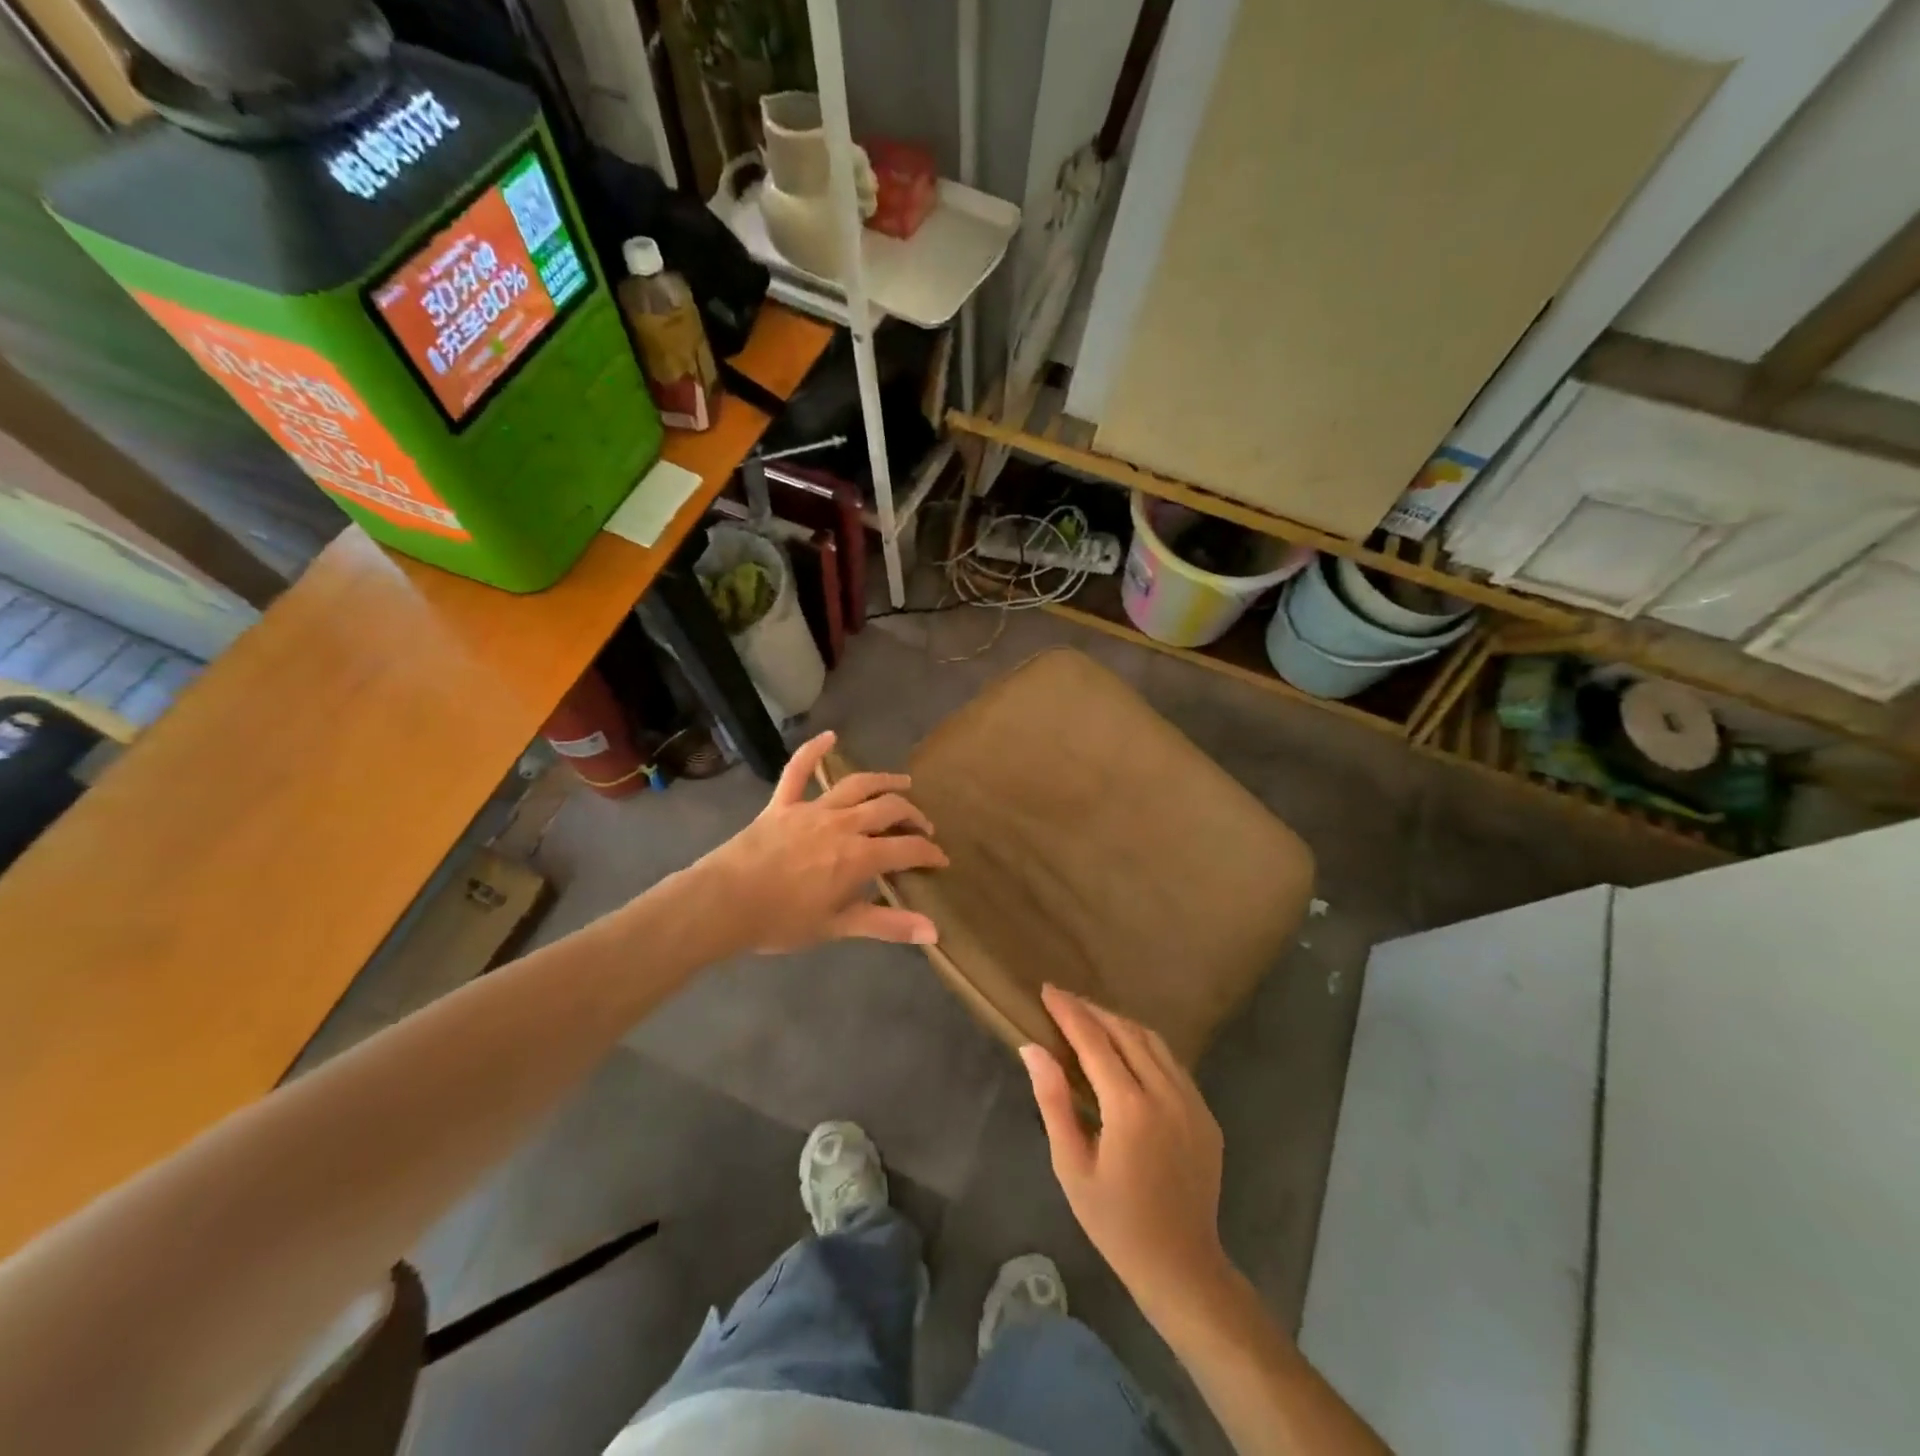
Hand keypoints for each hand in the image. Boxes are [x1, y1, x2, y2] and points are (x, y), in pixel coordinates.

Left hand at [696, 730, 947, 953]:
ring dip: (884, 781)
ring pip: (856, 785)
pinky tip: (829, 736)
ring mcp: (811, 809)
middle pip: (888, 809)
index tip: (941, 860)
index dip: (929, 853)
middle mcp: (842, 825)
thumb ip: (888, 925)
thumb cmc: (781, 921)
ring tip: (903, 783)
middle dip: (913, 816)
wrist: (723, 904)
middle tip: (923, 827)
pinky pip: (798, 771)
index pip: (907, 849)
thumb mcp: (838, 927)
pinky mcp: (782, 804)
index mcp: (858, 857)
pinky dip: (813, 751)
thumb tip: (934, 931)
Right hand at [1023, 984, 1231, 1326]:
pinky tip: (1127, 1052)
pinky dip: (1145, 1046)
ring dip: (1120, 1024)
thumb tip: (1033, 1048)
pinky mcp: (1206, 1114)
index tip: (1047, 990)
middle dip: (1093, 1011)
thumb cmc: (1115, 1222)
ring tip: (1091, 1019)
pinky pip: (1172, 1063)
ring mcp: (1192, 1102)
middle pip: (1126, 1032)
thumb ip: (1053, 1102)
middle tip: (1064, 1001)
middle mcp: (1166, 1093)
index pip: (1094, 1041)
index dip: (1069, 1011)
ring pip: (1154, 1042)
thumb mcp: (1072, 1166)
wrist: (1182, 1266)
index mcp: (1130, 1108)